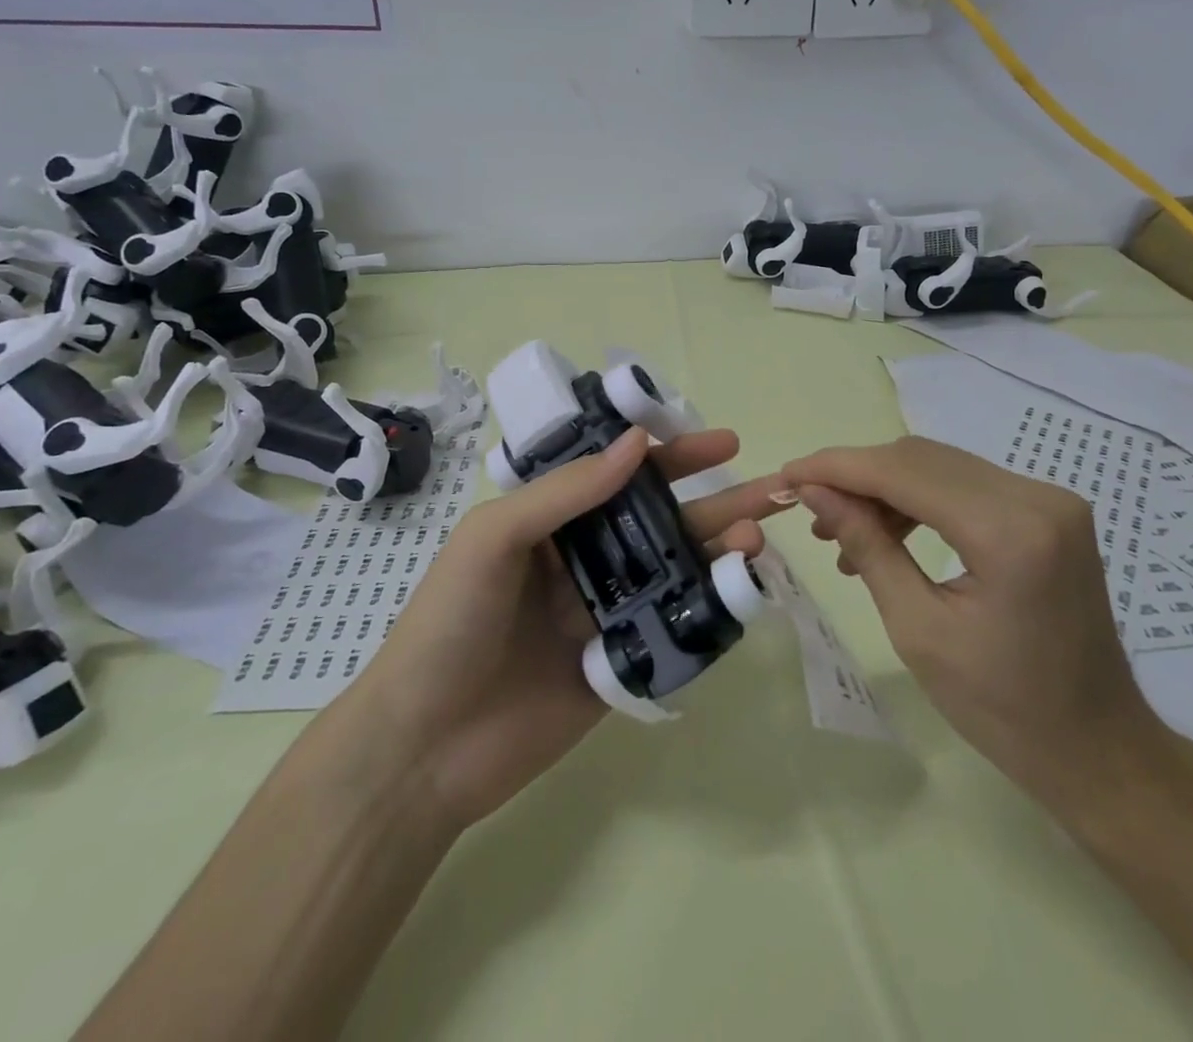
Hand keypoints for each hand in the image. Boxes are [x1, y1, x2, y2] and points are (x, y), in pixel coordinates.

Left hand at [338, 427, 784, 831]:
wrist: (423, 749)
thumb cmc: (449, 624)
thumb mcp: (494, 537)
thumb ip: (567, 491)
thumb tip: (638, 444)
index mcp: (551, 520)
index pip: (621, 474)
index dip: (671, 455)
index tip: (720, 443)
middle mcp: (584, 558)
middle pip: (660, 519)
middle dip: (714, 500)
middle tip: (769, 488)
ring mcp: (605, 612)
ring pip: (675, 570)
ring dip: (719, 550)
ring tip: (758, 537)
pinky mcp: (621, 664)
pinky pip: (672, 627)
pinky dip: (710, 608)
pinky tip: (743, 592)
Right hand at [783, 436, 1173, 807]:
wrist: (1098, 749)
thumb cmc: (1003, 709)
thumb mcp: (917, 629)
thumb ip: (866, 545)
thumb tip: (814, 492)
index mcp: (1009, 532)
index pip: (904, 472)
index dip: (838, 467)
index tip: (788, 474)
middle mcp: (1037, 497)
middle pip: (922, 459)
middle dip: (857, 476)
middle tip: (809, 508)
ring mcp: (1049, 499)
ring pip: (941, 467)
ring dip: (885, 489)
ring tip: (842, 532)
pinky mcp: (1048, 510)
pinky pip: (966, 486)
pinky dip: (919, 500)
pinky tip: (889, 534)